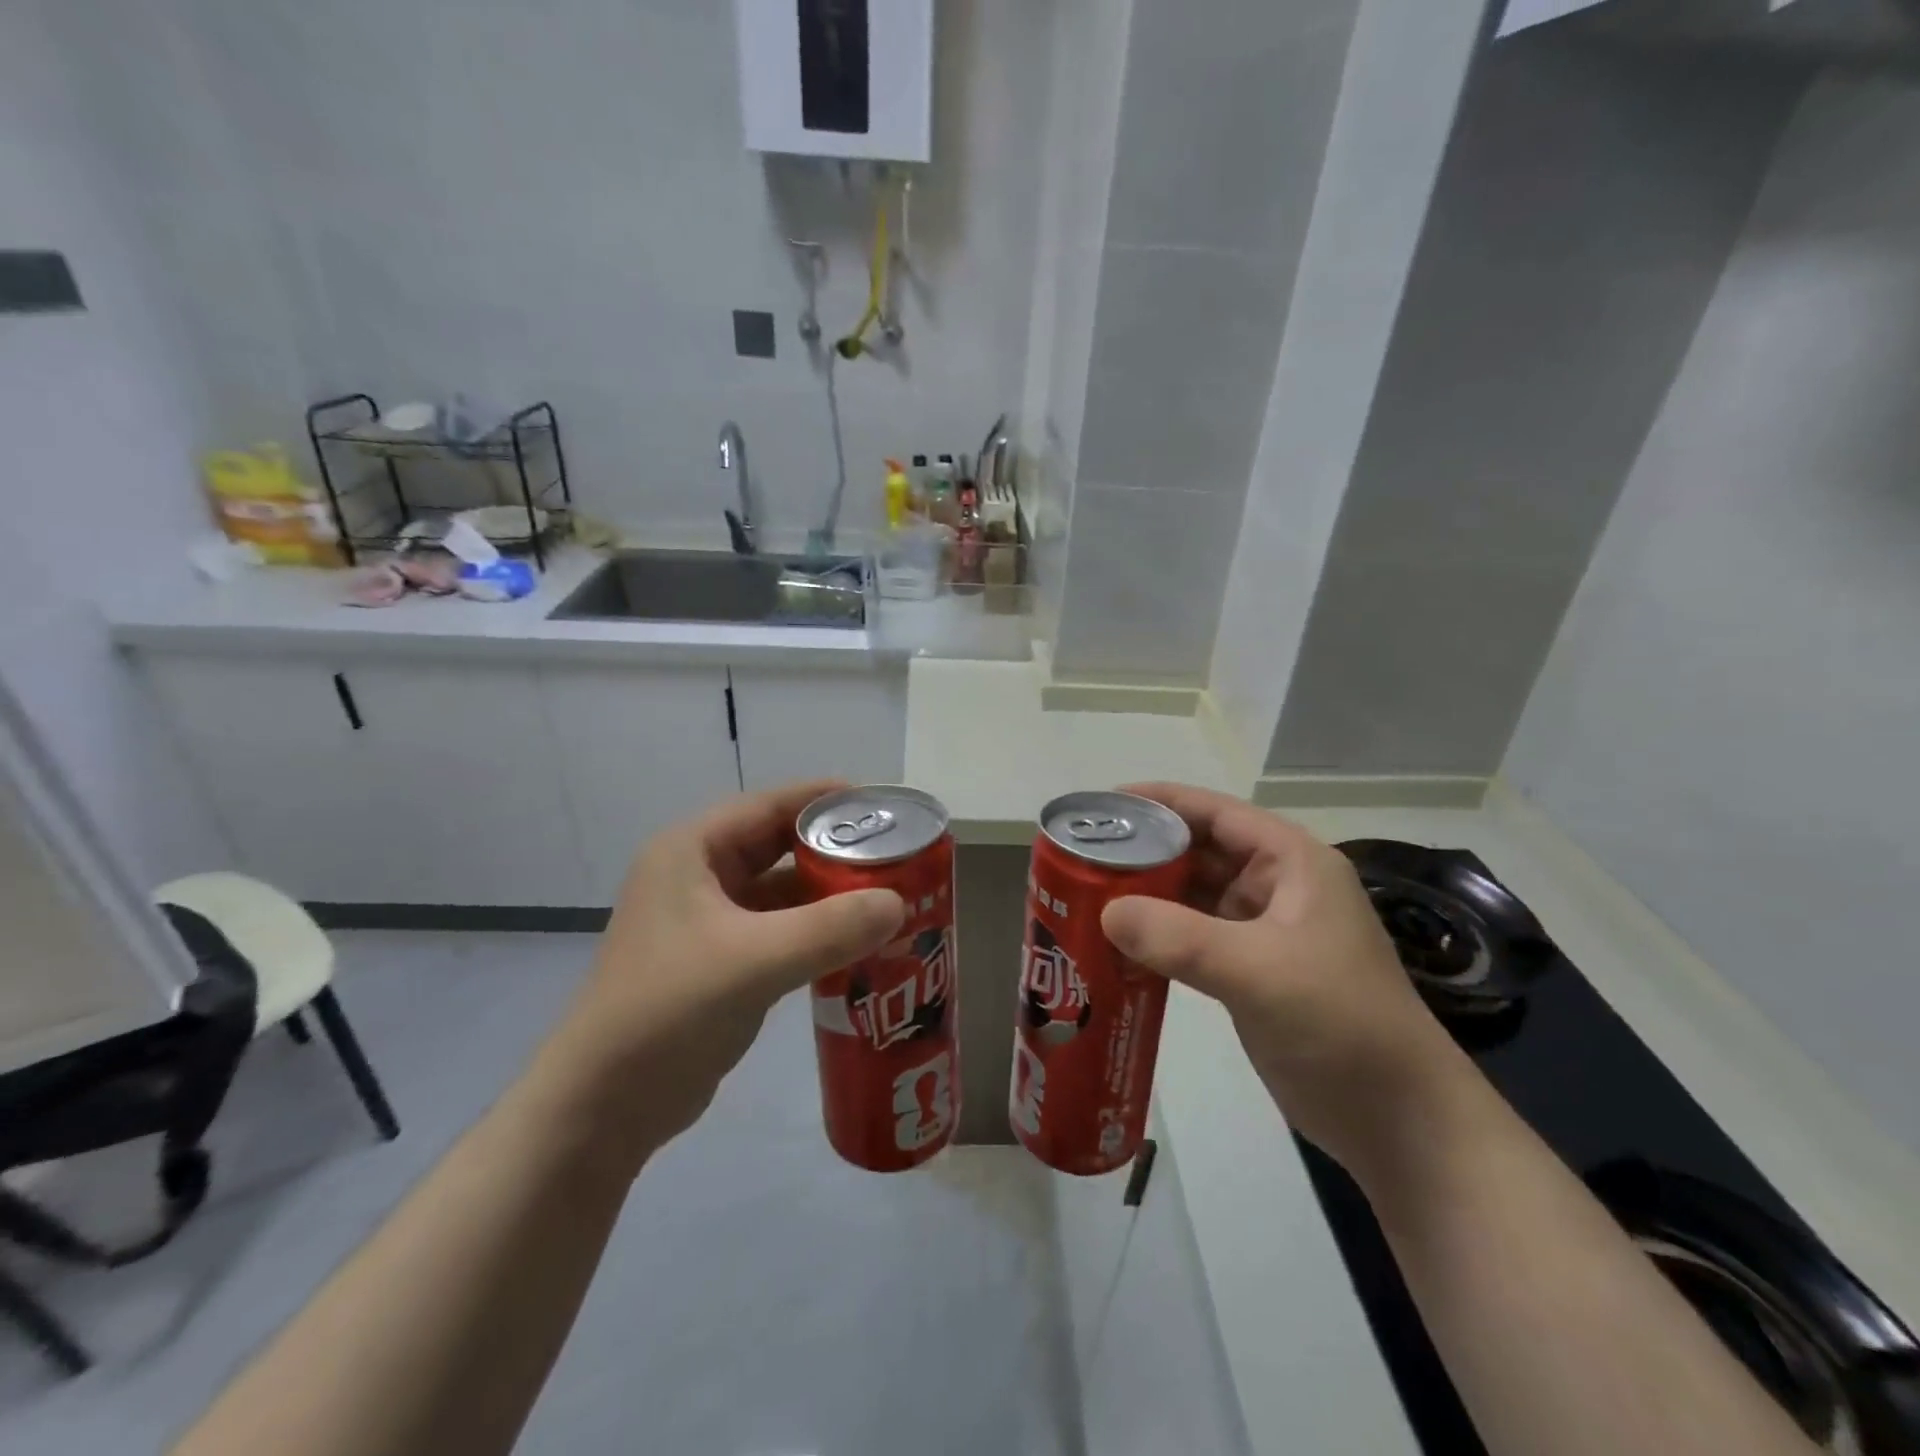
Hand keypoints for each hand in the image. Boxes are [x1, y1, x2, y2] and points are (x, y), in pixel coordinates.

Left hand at [533, 780, 904, 1171]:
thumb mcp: (754, 961)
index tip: (884, 806)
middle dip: (835, 849)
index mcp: (692, 851)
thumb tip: (899, 902)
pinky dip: (816, 931)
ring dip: (830, 894)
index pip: (770, 805)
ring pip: (782, 891)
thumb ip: (830, 928)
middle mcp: (699, 874)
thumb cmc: (668, 1011)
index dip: (827, 801)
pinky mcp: (720, 960)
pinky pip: (779, 929)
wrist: (603, 1106)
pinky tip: (859, 942)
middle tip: (896, 854)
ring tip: (890, 896)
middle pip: (780, 845)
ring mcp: (708, 920)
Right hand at [1100, 783, 1468, 1171]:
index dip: (1161, 802)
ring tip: (1088, 896)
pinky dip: (1159, 936)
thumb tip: (1107, 912)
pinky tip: (1119, 944)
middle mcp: (1277, 887)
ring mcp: (1265, 932)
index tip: (1104, 807)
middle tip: (1083, 858)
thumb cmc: (1341, 1023)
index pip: (1216, 813)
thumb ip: (1180, 938)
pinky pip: (1194, 938)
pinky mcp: (1252, 972)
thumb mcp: (1259, 971)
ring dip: (1148, 895)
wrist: (1398, 1119)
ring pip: (1194, 896)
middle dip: (1145, 851)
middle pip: (1199, 852)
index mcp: (1292, 862)